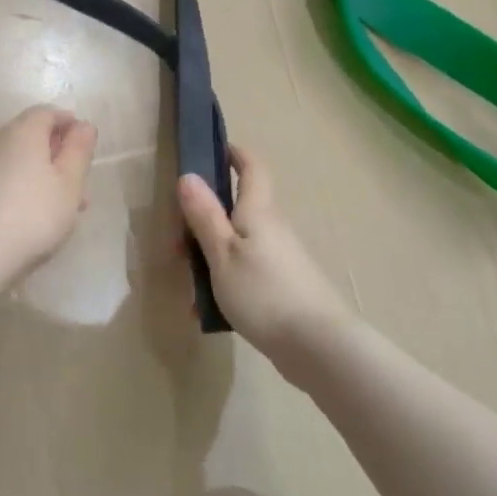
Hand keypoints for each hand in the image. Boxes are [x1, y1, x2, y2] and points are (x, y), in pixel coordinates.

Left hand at [0, 105, 96, 280]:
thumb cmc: (33, 215)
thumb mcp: (69, 185)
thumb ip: (79, 152)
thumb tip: (84, 125)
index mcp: (22, 132)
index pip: (46, 112)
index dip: (68, 123)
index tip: (85, 144)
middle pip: (30, 137)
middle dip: (56, 155)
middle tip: (78, 184)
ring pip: (16, 162)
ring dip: (40, 176)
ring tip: (61, 209)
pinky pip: (0, 180)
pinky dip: (19, 189)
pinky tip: (29, 219)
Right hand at [178, 146, 354, 362]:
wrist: (317, 346)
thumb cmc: (263, 292)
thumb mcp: (222, 253)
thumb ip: (204, 216)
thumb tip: (188, 175)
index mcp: (259, 211)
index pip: (252, 168)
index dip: (235, 154)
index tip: (214, 149)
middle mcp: (274, 228)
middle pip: (239, 208)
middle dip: (207, 216)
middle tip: (179, 237)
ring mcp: (282, 258)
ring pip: (239, 243)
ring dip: (212, 254)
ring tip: (189, 284)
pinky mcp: (285, 286)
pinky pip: (247, 271)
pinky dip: (225, 280)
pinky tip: (208, 310)